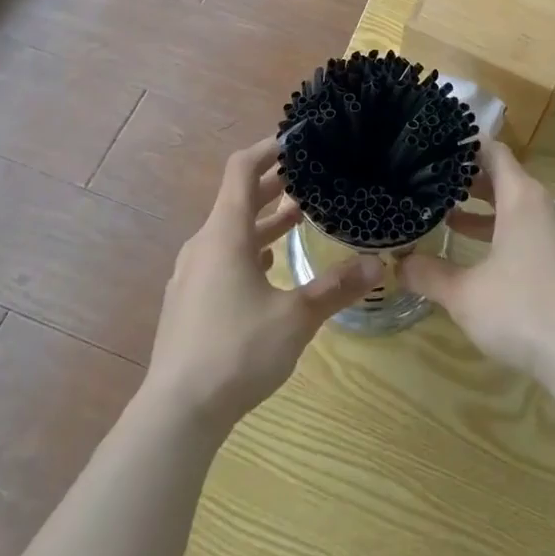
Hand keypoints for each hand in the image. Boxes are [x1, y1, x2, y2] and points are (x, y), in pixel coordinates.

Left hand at [142, 136, 382, 435]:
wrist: (176, 414)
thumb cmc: (236, 351)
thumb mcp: (295, 318)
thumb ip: (336, 287)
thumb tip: (378, 263)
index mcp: (225, 234)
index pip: (241, 169)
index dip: (268, 148)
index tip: (297, 141)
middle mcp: (204, 244)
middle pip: (237, 198)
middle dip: (273, 185)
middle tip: (310, 178)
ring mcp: (191, 274)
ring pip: (230, 231)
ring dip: (263, 220)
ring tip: (298, 218)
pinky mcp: (188, 301)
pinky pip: (221, 257)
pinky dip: (247, 249)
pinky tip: (269, 267)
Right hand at [401, 142, 554, 383]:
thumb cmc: (522, 310)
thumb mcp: (464, 293)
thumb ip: (428, 274)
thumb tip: (397, 263)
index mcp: (521, 197)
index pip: (493, 151)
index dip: (464, 145)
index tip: (434, 146)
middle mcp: (542, 206)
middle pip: (503, 177)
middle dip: (467, 178)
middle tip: (429, 180)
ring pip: (514, 205)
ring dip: (482, 208)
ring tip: (445, 215)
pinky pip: (526, 228)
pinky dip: (499, 230)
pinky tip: (475, 254)